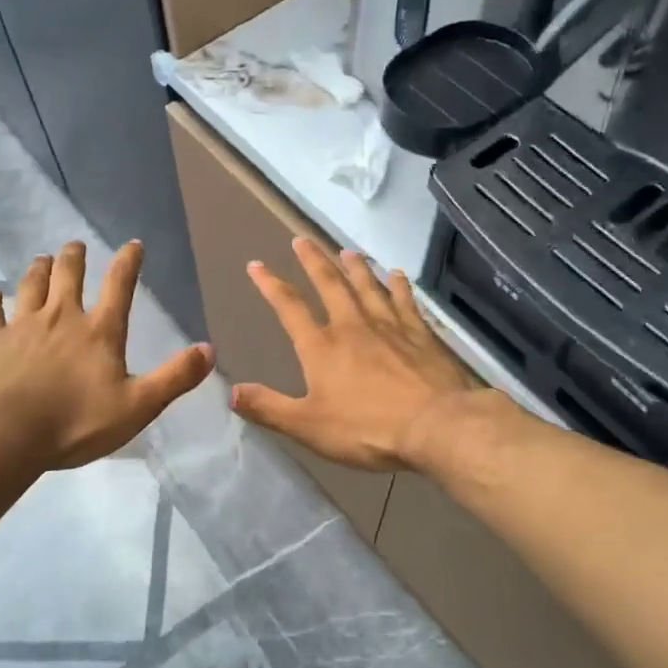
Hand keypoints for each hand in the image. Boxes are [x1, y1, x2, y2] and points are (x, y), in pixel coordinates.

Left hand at [0, 240, 214, 470]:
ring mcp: (21, 325)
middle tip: (76, 245)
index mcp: (99, 331)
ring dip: (39, 269)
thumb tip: (209, 350)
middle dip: (75, 256)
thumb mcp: (138, 406)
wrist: (5, 434)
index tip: (133, 244)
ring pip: (31, 285)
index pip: (119, 286)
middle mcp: (61, 317)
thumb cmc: (76, 423)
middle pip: (68, 275)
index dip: (128, 262)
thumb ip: (174, 378)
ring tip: (43, 258)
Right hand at [231, 238, 487, 470]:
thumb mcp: (308, 426)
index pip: (289, 308)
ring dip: (354, 267)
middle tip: (301, 239)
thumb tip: (232, 391)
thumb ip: (269, 408)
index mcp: (321, 347)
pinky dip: (398, 285)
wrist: (436, 425)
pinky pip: (405, 300)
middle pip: (330, 284)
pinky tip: (397, 275)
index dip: (270, 285)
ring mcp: (390, 326)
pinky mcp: (421, 333)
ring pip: (368, 286)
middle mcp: (352, 326)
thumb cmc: (367, 429)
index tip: (257, 265)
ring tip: (346, 250)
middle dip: (313, 261)